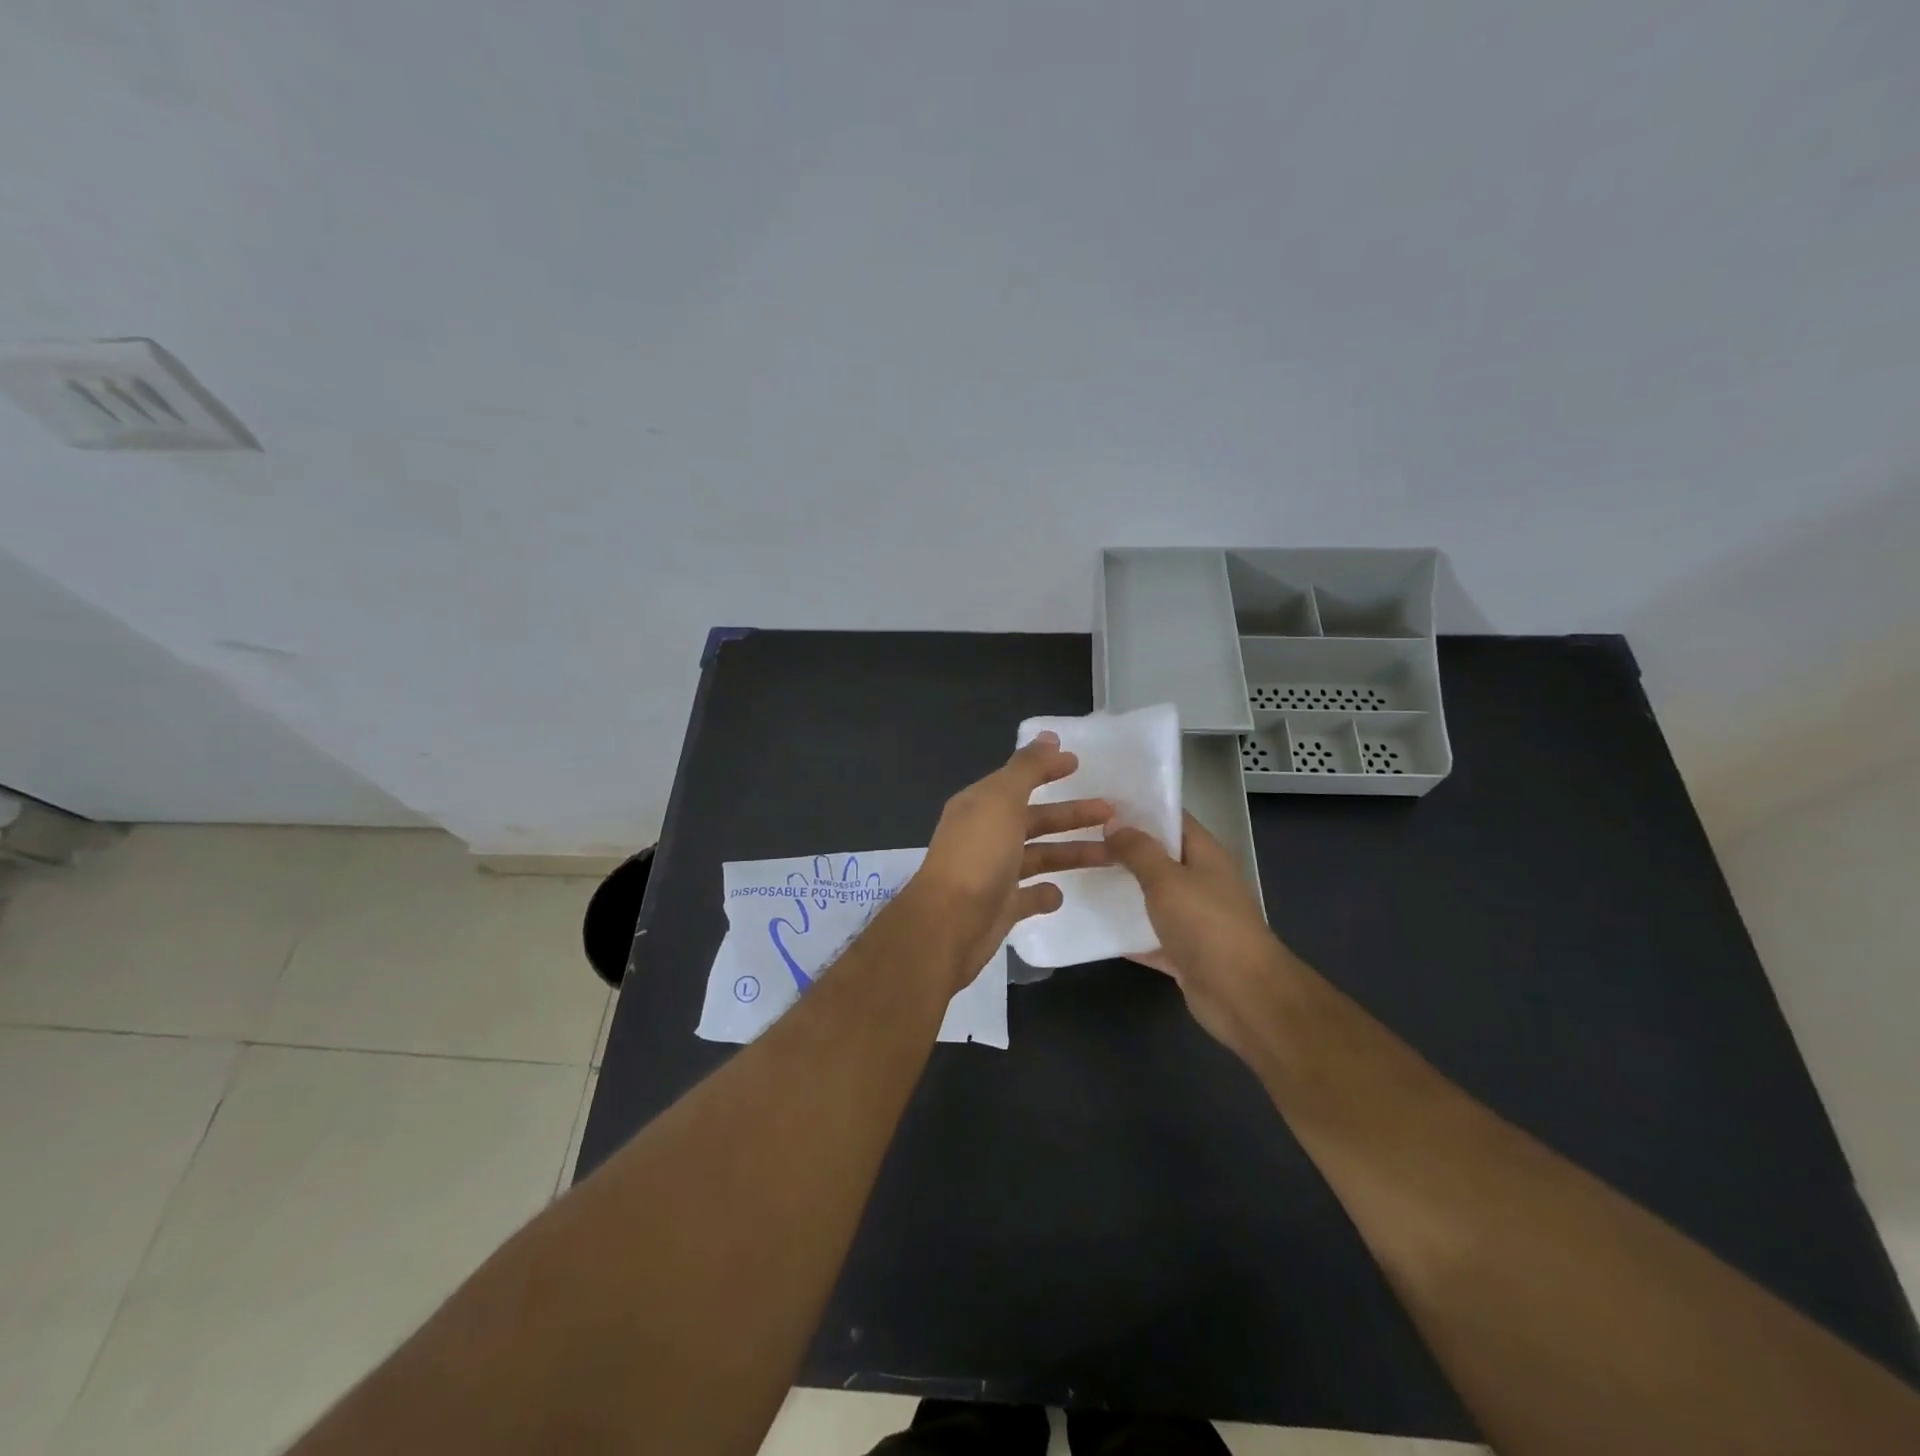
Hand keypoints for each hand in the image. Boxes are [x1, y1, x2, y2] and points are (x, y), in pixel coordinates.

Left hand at [907, 733, 1112, 985]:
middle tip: (1112, 812)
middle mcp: (986, 835)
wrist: (948, 925)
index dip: (1046, 769)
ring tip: (1111, 853)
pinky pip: (1029, 896)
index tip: (1079, 764)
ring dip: (1071, 853)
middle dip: (1071, 814)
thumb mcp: (1002, 801)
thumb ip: (1027, 768)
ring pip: (1039, 856)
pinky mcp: (1001, 907)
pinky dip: (1046, 893)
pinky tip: (1062, 893)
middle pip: (1035, 819)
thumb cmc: (978, 856)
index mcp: (981, 806)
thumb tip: (1049, 736)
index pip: (1019, 780)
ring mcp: (993, 873)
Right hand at [1104, 812, 1289, 1061]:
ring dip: (1122, 892)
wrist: (1243, 996)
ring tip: (1079, 877)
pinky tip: (1091, 926)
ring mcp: (1194, 920)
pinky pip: (1149, 937)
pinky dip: (1126, 935)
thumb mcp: (1167, 880)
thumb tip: (1114, 823)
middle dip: (1123, 850)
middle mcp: (1201, 883)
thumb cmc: (1207, 926)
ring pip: (1152, 899)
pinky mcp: (1183, 954)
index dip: (1140, 809)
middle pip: (1159, 858)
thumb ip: (1139, 851)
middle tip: (1079, 840)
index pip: (1172, 819)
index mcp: (1205, 856)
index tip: (1100, 804)